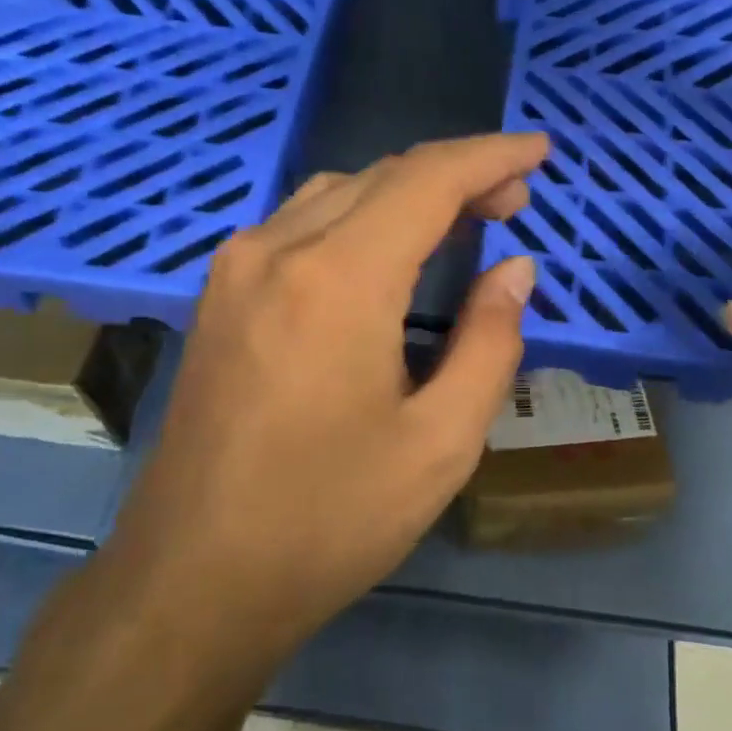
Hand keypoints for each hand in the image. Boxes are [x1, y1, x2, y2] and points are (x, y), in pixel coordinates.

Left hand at [106, 133, 547, 673]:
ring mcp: (235, 268)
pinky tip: (386, 253)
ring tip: (460, 222)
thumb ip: (489, 342)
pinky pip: (299, 223)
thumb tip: (514, 271)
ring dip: (405, 192)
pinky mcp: (218, 296)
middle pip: (382, 175)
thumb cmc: (328, 520)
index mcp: (337, 278)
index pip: (427, 179)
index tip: (539, 151)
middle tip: (512, 203)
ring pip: (337, 192)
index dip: (490, 156)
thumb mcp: (440, 443)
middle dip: (456, 174)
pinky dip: (359, 217)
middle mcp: (277, 249)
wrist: (192, 579)